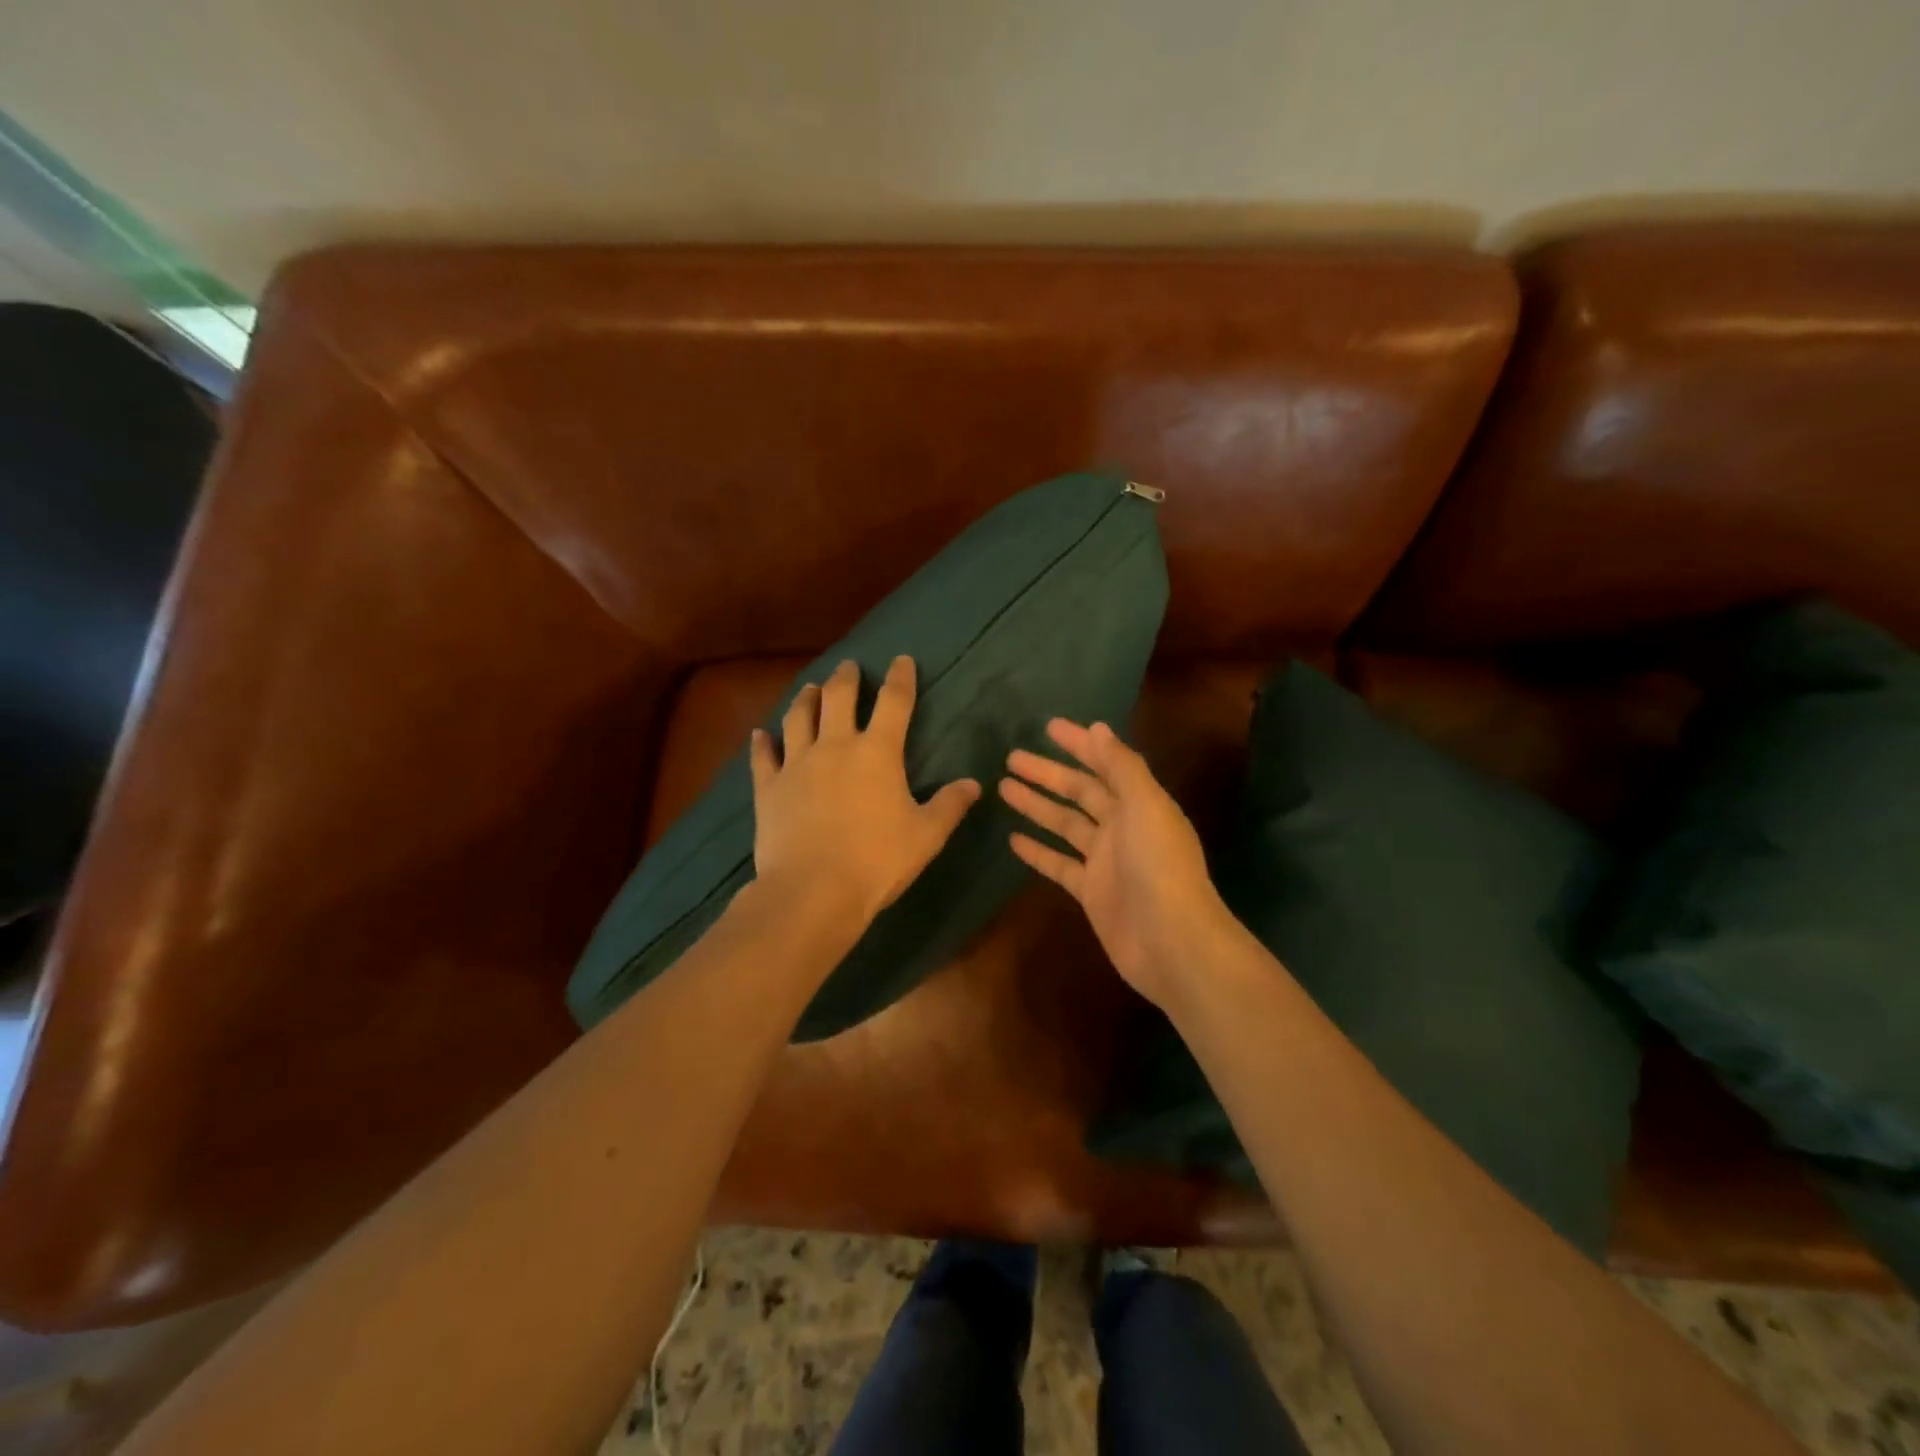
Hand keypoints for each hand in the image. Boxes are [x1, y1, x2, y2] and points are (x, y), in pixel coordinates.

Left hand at [750, 656, 980, 931]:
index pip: (894, 702)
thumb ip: (950, 805)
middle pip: (838, 698)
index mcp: (877, 752)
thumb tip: (973, 784)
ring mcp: (797, 764)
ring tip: (810, 688)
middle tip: (849, 666)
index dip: (900, 678)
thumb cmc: (877, 860)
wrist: (813, 891)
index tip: (902, 659)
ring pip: (798, 718)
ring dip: (805, 699)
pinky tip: (760, 734)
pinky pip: (762, 757)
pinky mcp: (768, 788)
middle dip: (846, 678)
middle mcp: (835, 746)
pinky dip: (761, 743)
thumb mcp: (926, 835)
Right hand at [1000, 719, 1232, 1008]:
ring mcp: (1105, 861)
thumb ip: (1122, 767)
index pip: (1104, 764)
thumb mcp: (1145, 805)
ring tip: (1003, 788)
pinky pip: (1059, 863)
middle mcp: (1122, 827)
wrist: (1171, 942)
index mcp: (1140, 802)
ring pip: (1064, 824)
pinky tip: (1012, 839)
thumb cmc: (1159, 866)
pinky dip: (1038, 851)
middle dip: (1048, 773)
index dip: (1079, 744)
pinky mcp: (1090, 892)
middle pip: (1079, 792)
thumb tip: (1098, 728)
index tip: (1048, 726)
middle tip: (1011, 757)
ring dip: (1037, 806)